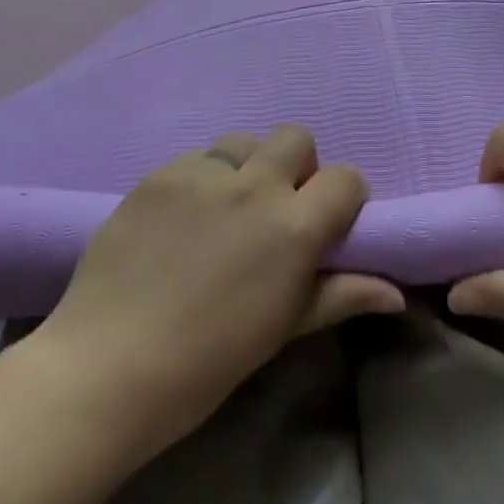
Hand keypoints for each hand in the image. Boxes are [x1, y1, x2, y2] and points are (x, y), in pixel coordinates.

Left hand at [31, 125, 403, 449]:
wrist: (108, 366)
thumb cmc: (208, 361)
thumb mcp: (281, 330)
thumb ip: (340, 297)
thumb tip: (395, 295)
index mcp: (293, 227)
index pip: (346, 178)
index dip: (344, 197)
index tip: (329, 222)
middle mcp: (253, 185)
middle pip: (296, 137)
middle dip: (297, 166)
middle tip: (275, 209)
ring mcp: (201, 173)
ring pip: (242, 140)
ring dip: (246, 167)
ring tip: (223, 210)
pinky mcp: (159, 174)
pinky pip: (195, 158)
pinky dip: (200, 180)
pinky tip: (178, 222)